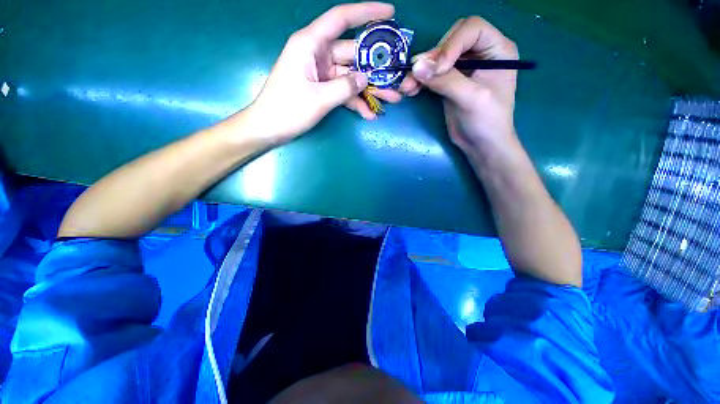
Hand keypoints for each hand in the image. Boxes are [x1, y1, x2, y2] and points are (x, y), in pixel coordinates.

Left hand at [247, 2, 402, 144]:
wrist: (269, 129)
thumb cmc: (287, 110)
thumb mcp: (319, 99)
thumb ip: (344, 87)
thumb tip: (365, 78)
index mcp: (311, 44)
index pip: (341, 19)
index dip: (366, 12)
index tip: (390, 12)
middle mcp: (318, 54)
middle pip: (353, 54)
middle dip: (376, 67)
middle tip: (397, 76)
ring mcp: (321, 73)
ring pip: (351, 75)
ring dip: (370, 88)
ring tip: (391, 99)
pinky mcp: (322, 89)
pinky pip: (343, 91)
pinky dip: (355, 102)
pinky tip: (368, 114)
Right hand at [399, 17, 518, 153]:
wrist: (481, 145)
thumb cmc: (487, 122)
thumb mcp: (471, 99)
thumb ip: (445, 81)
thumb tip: (415, 67)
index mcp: (497, 49)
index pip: (472, 29)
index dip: (451, 44)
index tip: (437, 69)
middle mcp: (480, 52)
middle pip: (450, 40)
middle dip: (433, 57)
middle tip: (416, 74)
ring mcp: (463, 67)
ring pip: (437, 58)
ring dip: (420, 70)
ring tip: (407, 87)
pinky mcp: (449, 81)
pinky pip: (431, 74)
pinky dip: (420, 80)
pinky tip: (410, 90)